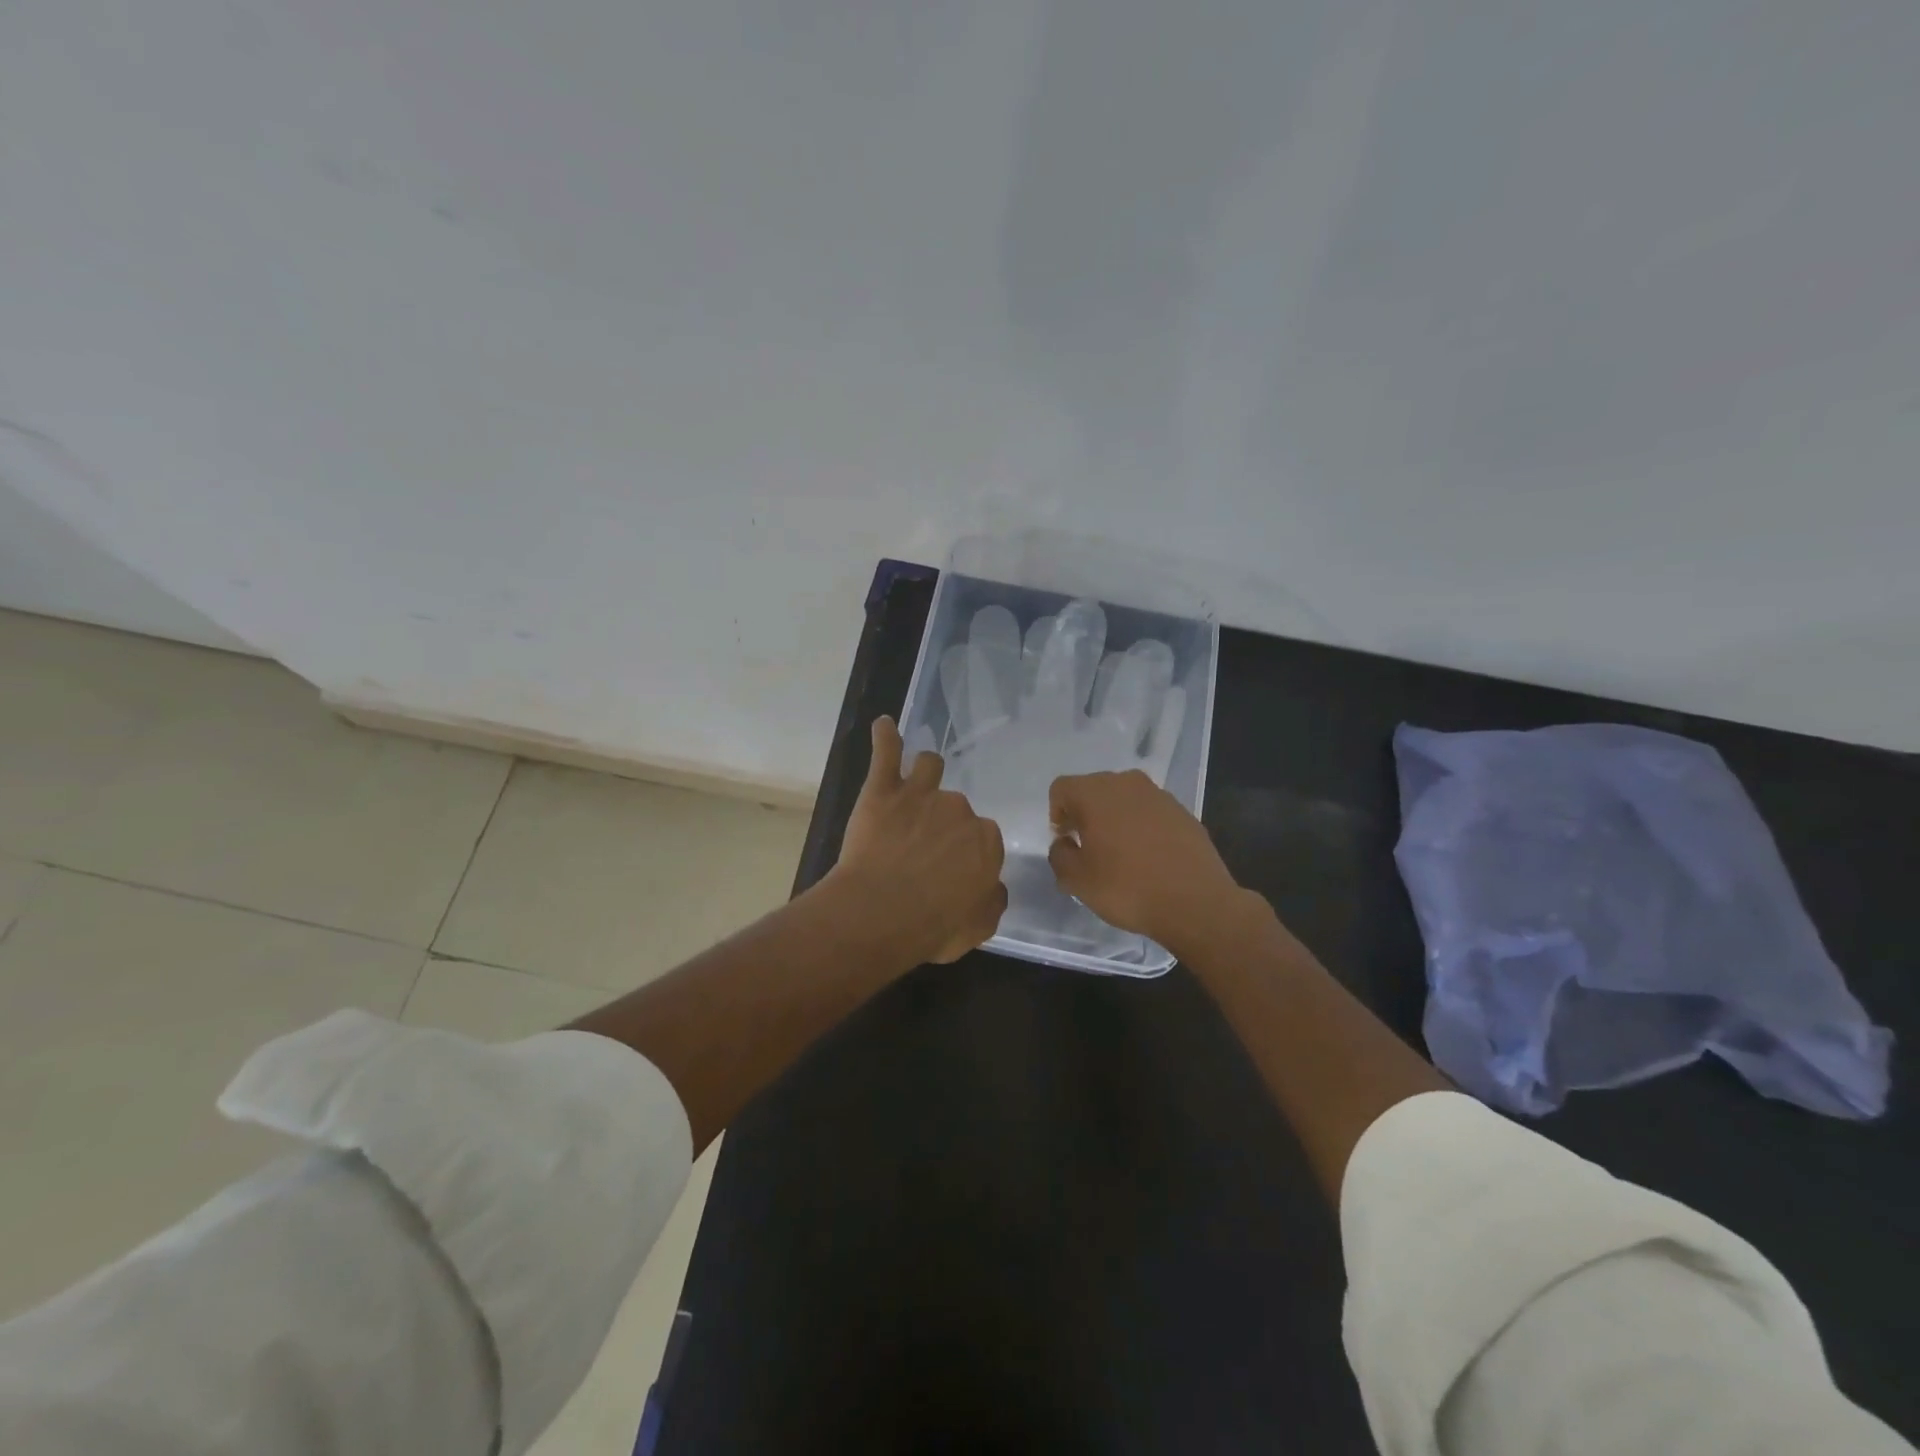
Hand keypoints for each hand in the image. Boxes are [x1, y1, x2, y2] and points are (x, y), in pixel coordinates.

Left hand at [829, 717, 1007, 964]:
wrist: (881, 913)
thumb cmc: (934, 927)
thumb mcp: (979, 927)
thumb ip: (991, 900)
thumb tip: (993, 885)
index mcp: (986, 840)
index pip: (984, 839)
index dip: (967, 856)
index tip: (953, 872)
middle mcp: (959, 809)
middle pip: (956, 809)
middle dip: (944, 825)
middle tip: (923, 852)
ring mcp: (920, 794)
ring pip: (929, 768)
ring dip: (925, 774)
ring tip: (915, 787)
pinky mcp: (883, 790)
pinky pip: (886, 753)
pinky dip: (885, 738)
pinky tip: (884, 726)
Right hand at [1047, 769, 1245, 954]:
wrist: (1196, 903)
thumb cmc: (1127, 888)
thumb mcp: (1077, 881)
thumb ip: (1059, 855)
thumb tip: (1065, 843)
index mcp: (1095, 793)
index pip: (1062, 789)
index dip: (1057, 814)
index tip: (1067, 842)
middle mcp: (1126, 783)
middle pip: (1094, 789)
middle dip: (1085, 813)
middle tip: (1088, 847)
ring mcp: (1159, 795)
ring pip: (1124, 799)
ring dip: (1115, 818)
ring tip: (1120, 853)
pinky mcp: (1183, 812)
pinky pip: (1150, 812)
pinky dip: (1142, 827)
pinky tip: (1148, 857)